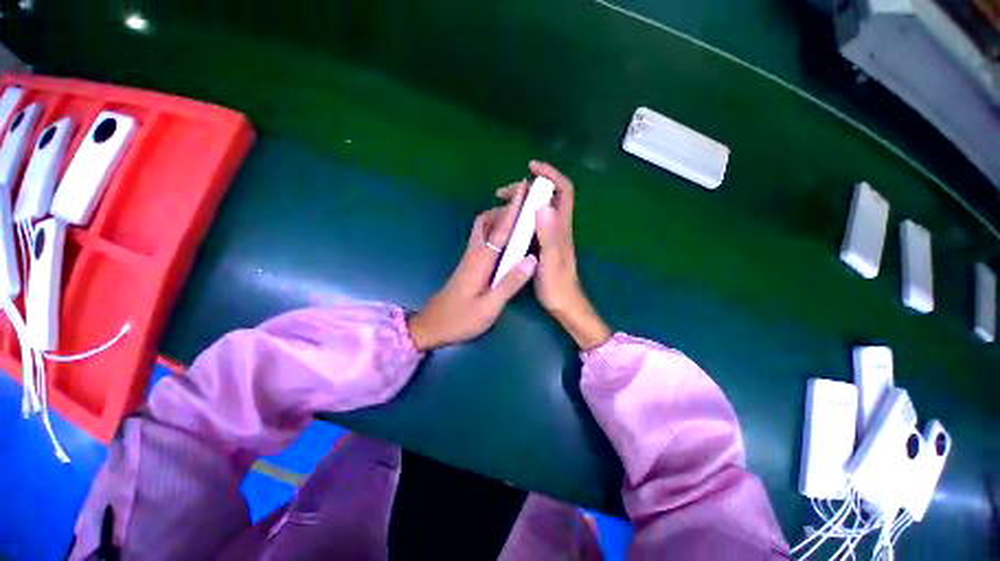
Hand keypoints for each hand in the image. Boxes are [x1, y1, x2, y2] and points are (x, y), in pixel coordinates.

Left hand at [408, 182, 537, 350]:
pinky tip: (505, 238)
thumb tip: (531, 259)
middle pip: (487, 222)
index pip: (500, 230)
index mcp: (481, 261)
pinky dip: (494, 230)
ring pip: (483, 229)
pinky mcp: (468, 264)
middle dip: (504, 207)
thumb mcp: (489, 307)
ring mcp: (469, 258)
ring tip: (518, 216)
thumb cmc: (461, 319)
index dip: (513, 209)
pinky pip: (482, 239)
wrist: (433, 326)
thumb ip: (510, 283)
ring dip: (499, 217)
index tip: (524, 189)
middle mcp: (474, 254)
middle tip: (524, 201)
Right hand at [500, 161, 611, 349]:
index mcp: (561, 227)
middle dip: (529, 187)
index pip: (563, 190)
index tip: (531, 168)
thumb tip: (543, 204)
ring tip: (502, 204)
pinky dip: (520, 216)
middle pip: (548, 196)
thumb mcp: (552, 260)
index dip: (551, 174)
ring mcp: (551, 236)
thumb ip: (549, 235)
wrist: (563, 304)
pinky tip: (508, 223)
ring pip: (539, 209)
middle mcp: (558, 227)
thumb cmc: (557, 285)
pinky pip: (532, 223)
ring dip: (522, 201)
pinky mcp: (544, 244)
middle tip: (503, 192)